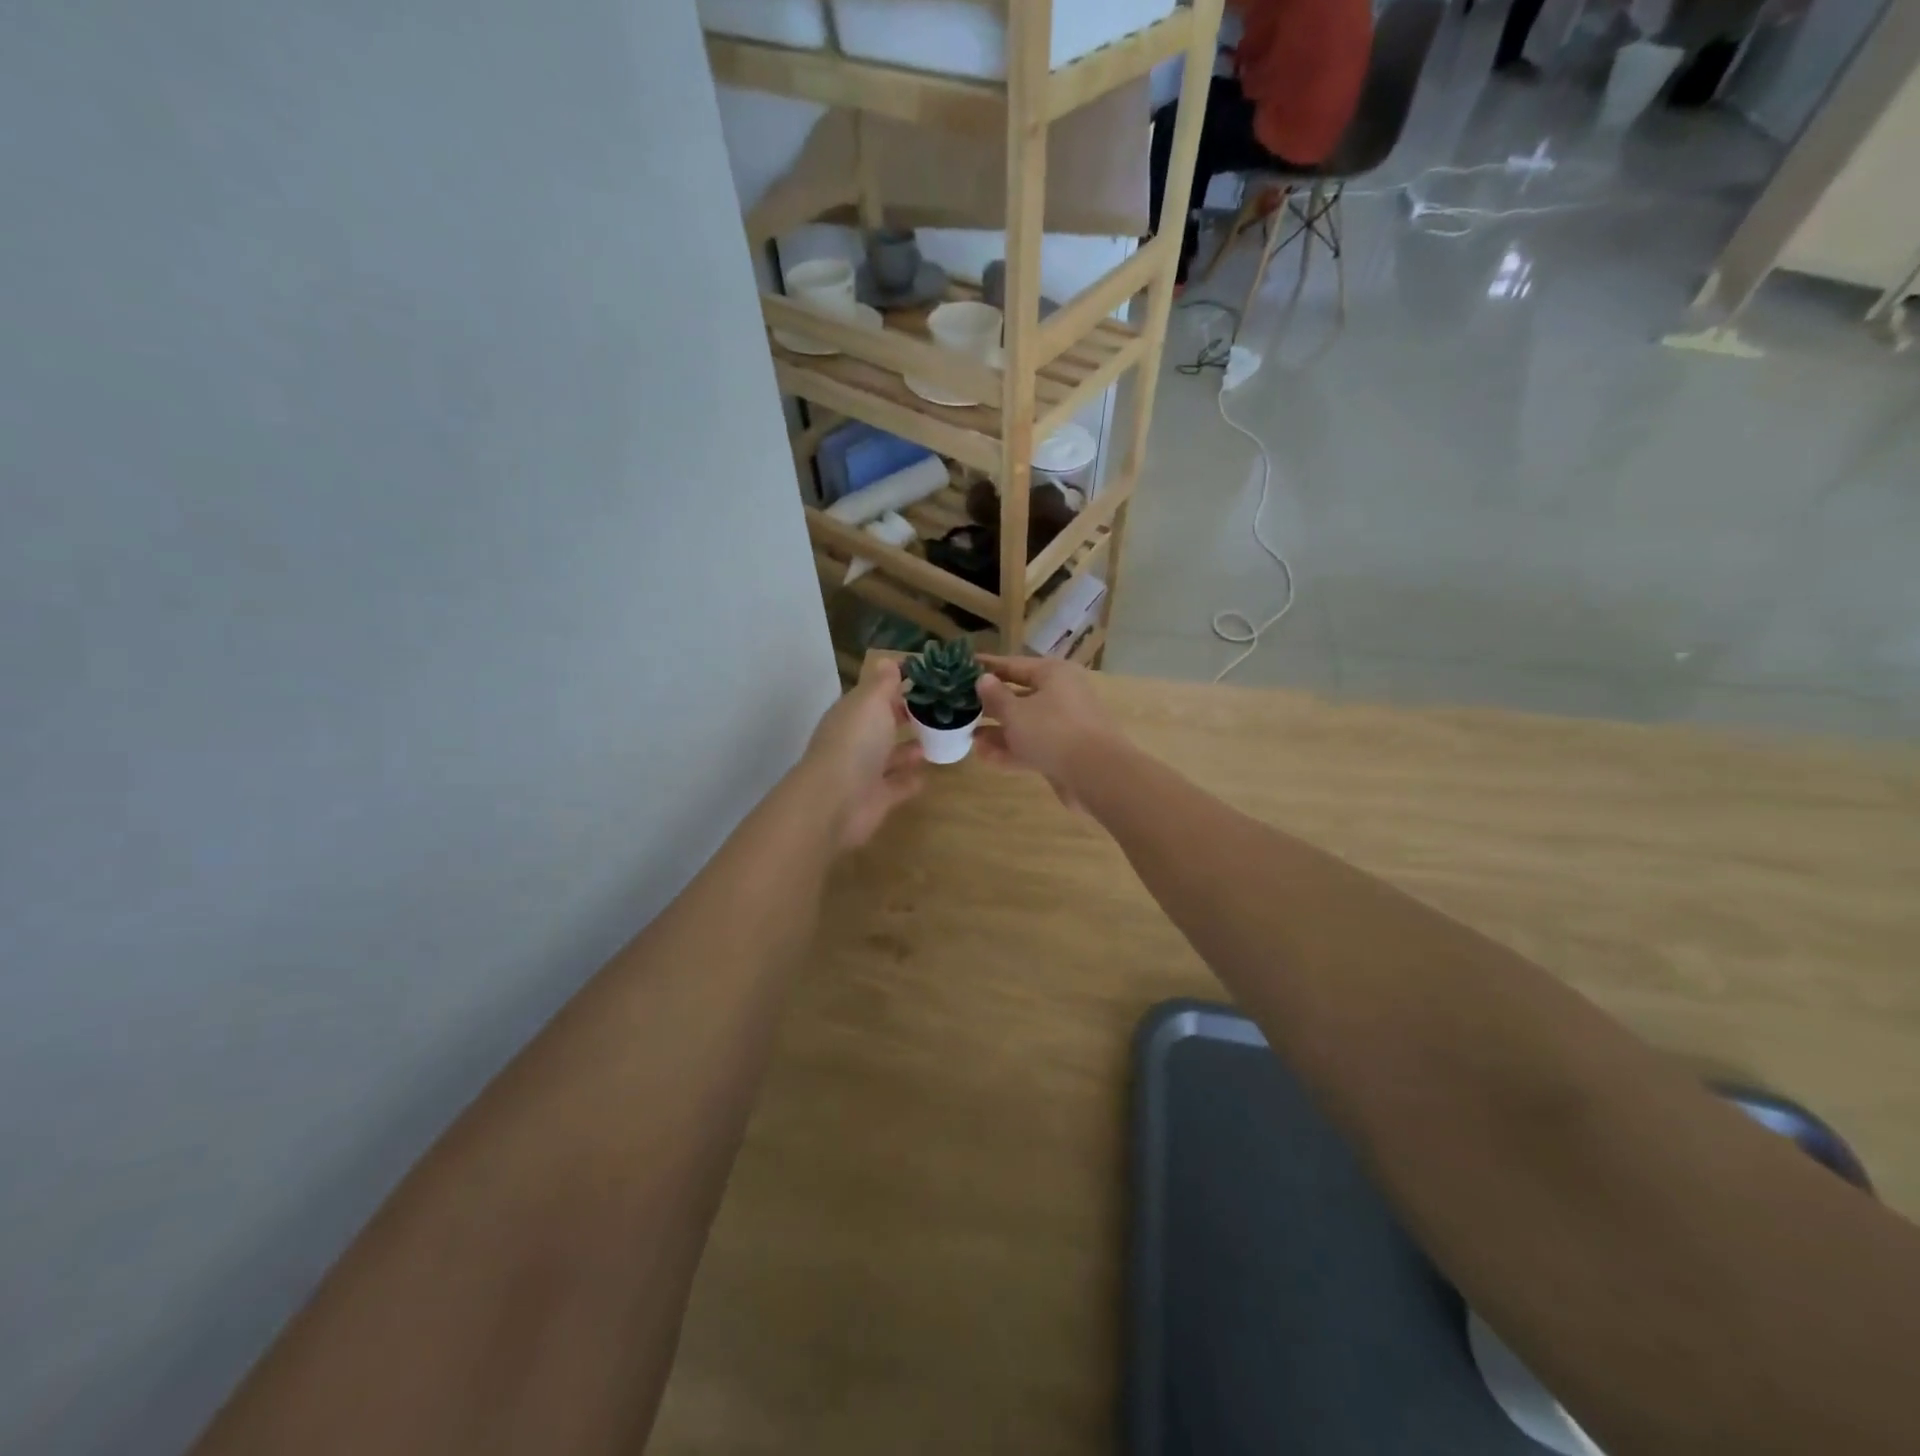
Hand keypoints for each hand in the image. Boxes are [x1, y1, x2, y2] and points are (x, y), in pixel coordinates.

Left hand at [802, 655, 924, 849]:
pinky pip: (898, 785)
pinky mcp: (878, 798)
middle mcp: (857, 740)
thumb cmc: (855, 742)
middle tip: (942, 708)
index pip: (875, 694)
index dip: (898, 685)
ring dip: (912, 747)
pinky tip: (931, 772)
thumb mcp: (871, 702)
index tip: (929, 680)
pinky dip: (911, 779)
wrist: (836, 802)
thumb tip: (888, 660)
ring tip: (942, 737)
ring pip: (892, 755)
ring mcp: (866, 771)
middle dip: (907, 716)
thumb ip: (882, 683)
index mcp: (852, 713)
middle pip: (884, 724)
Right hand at [975, 655, 1127, 807]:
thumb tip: (983, 679)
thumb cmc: (1052, 731)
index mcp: (1054, 674)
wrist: (1095, 774)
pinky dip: (1011, 750)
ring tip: (968, 737)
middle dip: (991, 704)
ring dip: (998, 731)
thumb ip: (996, 696)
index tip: (964, 667)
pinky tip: (984, 757)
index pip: (1014, 665)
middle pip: (1020, 695)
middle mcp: (1062, 695)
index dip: (988, 667)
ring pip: (1026, 724)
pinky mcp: (1065, 753)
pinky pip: (1033, 746)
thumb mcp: (1015, 712)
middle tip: (961, 708)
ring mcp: (1065, 726)